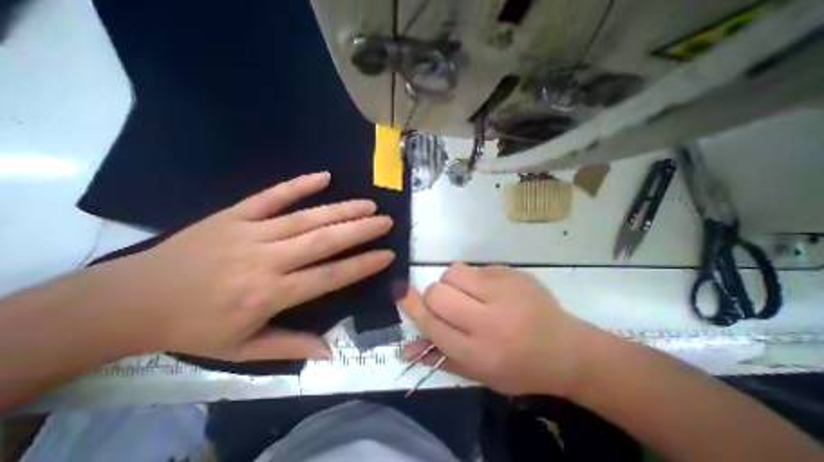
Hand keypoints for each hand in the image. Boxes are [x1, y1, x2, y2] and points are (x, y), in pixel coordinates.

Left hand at [95, 171, 392, 362]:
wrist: (130, 301)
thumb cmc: (194, 328)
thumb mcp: (242, 350)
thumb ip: (290, 347)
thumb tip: (329, 352)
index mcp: (271, 294)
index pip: (330, 276)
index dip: (363, 265)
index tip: (387, 254)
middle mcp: (267, 260)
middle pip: (324, 240)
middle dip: (361, 230)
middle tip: (386, 221)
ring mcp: (251, 232)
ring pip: (307, 217)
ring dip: (341, 209)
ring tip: (368, 204)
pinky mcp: (234, 214)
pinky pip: (272, 195)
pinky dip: (298, 185)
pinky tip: (324, 176)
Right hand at [397, 263, 596, 397]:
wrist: (567, 349)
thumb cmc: (519, 367)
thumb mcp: (480, 373)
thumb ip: (441, 358)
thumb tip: (406, 348)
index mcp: (479, 351)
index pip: (432, 323)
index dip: (412, 306)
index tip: (401, 292)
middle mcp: (489, 320)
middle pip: (438, 292)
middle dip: (435, 295)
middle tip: (448, 302)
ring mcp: (504, 291)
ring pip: (454, 271)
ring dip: (453, 282)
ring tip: (470, 294)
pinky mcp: (512, 273)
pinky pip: (476, 267)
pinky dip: (475, 278)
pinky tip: (493, 291)